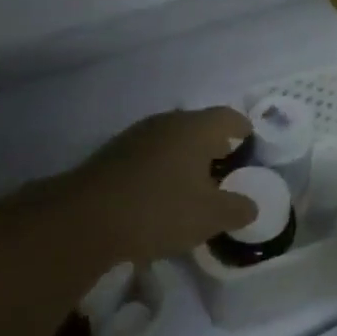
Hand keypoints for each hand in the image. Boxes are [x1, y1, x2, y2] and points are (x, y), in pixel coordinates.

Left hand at [67, 107, 254, 264]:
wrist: (86, 218)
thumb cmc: (160, 209)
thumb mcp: (209, 217)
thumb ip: (237, 209)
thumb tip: (250, 206)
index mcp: (195, 128)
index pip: (228, 117)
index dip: (242, 129)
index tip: (250, 142)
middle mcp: (167, 122)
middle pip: (198, 125)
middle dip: (213, 144)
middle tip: (225, 167)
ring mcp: (136, 135)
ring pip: (171, 139)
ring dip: (184, 156)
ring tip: (194, 183)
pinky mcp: (113, 154)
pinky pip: (149, 154)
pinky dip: (161, 167)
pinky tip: (161, 193)